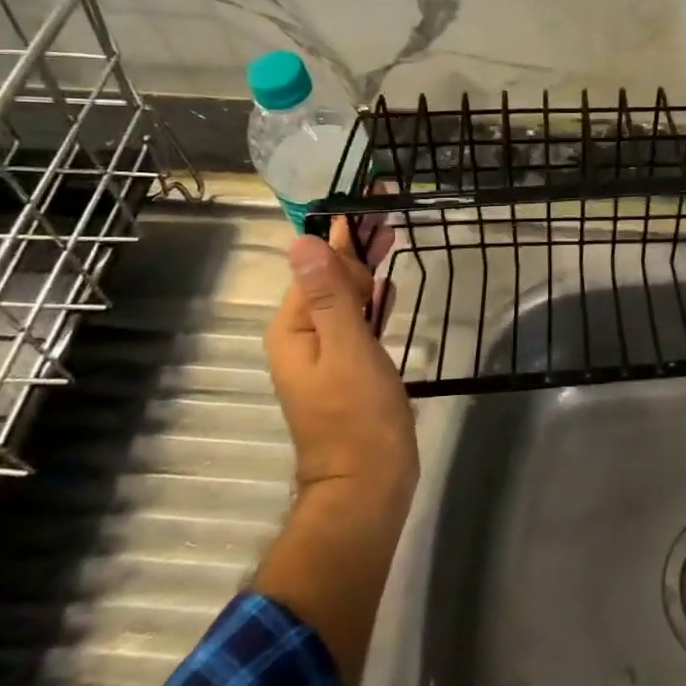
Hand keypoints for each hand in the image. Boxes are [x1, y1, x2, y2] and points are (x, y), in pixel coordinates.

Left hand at [264, 217, 416, 499]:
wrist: (369, 484)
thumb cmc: (359, 415)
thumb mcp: (346, 348)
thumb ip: (329, 295)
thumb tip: (302, 241)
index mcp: (294, 328)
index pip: (316, 266)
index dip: (344, 235)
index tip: (371, 201)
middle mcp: (304, 336)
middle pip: (330, 279)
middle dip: (358, 248)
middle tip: (388, 213)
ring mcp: (327, 354)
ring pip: (347, 300)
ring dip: (368, 270)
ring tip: (391, 236)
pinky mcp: (351, 369)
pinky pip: (358, 323)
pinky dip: (372, 302)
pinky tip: (386, 288)